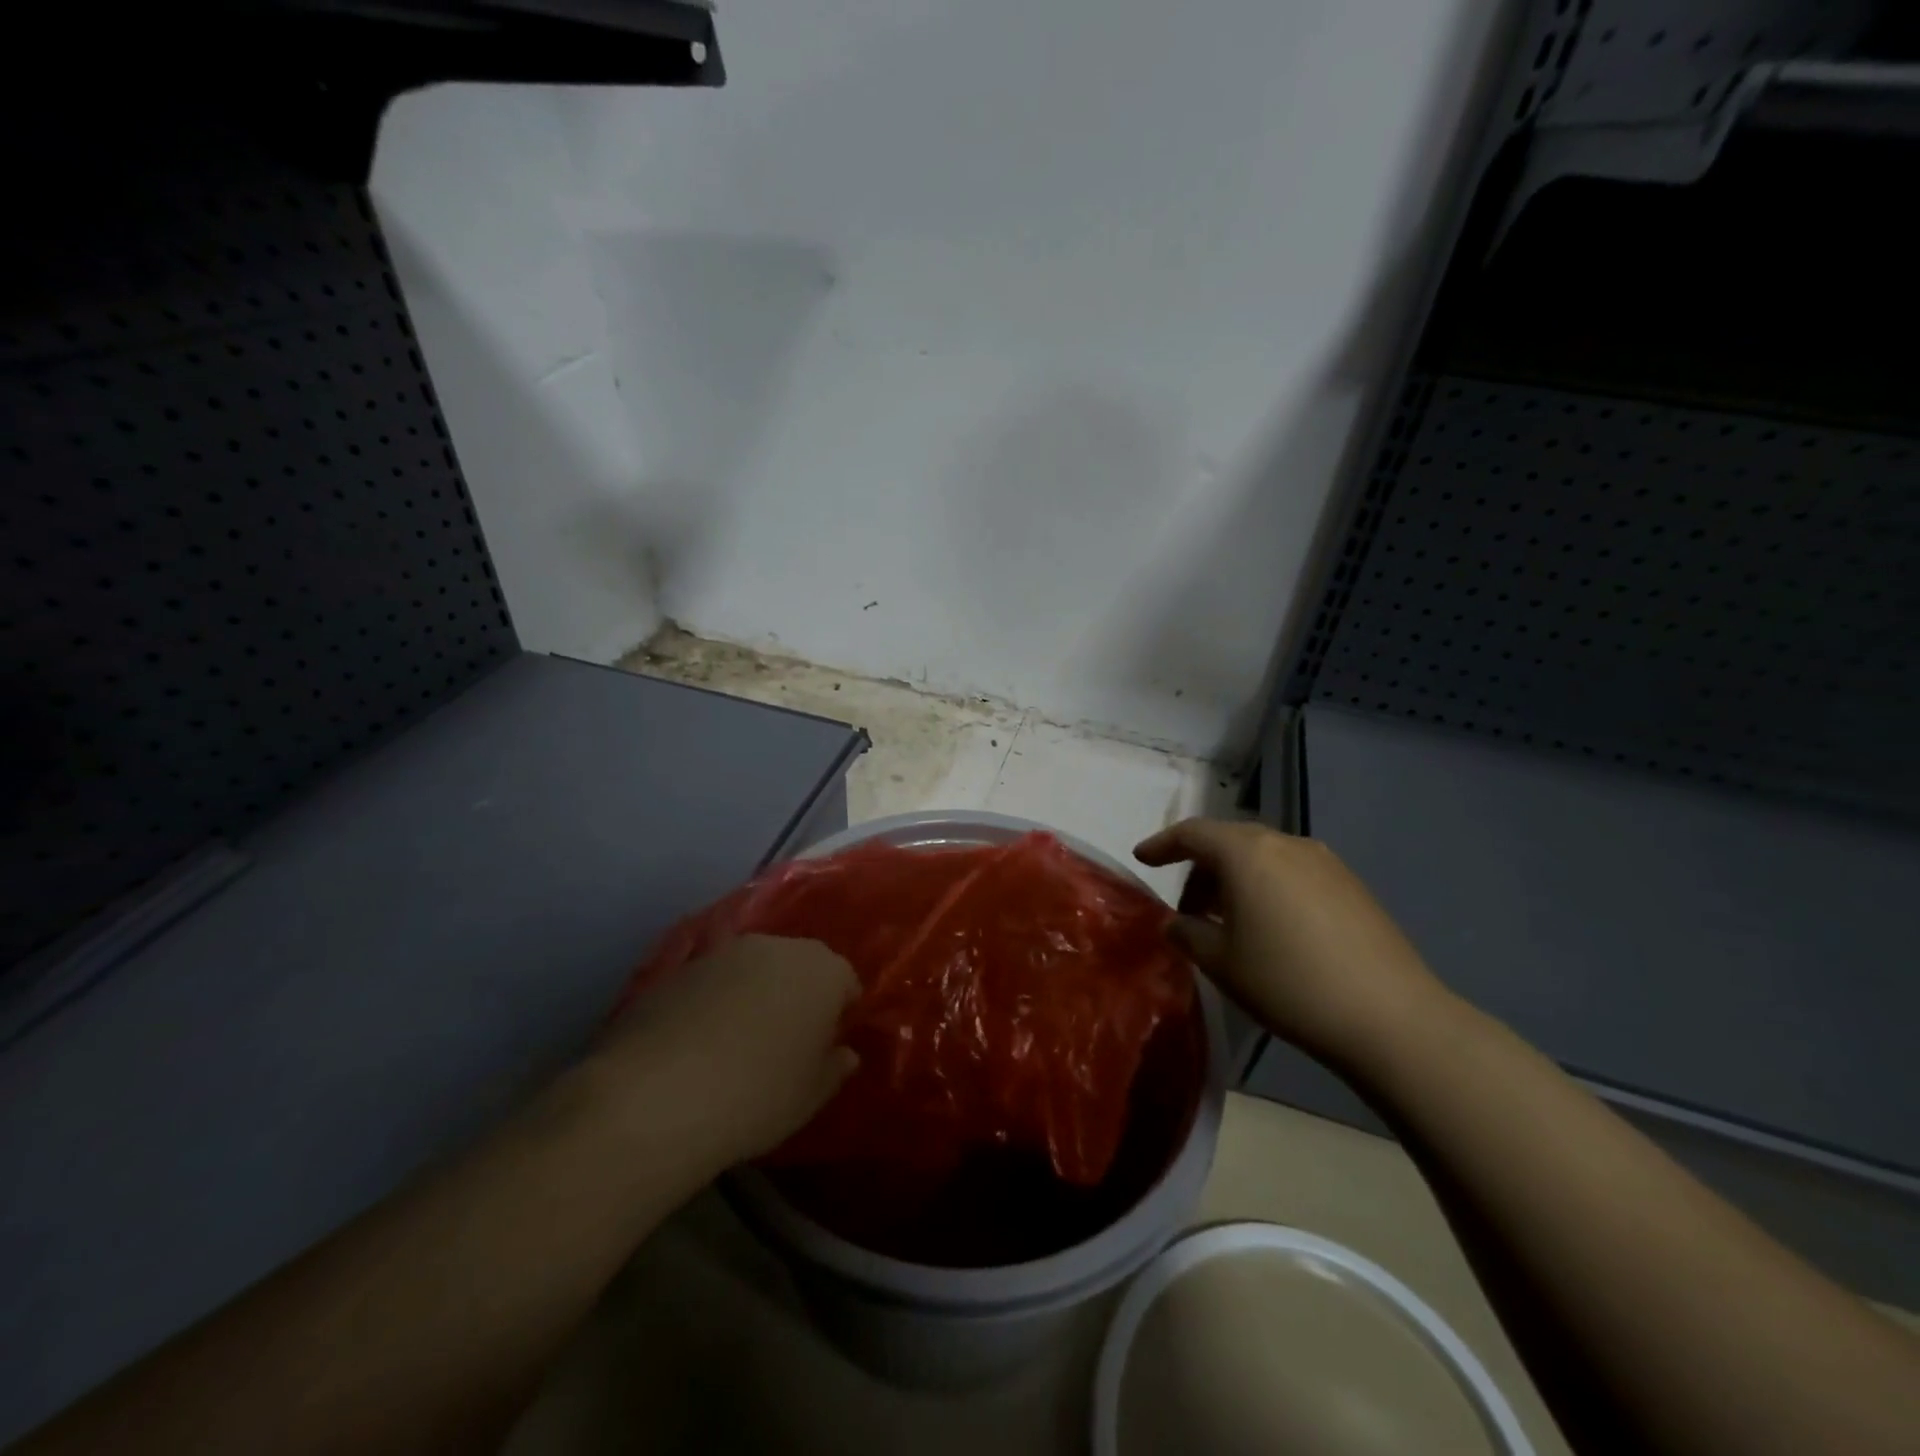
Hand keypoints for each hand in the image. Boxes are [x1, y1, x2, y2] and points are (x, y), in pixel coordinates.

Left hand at [590, 935, 860, 1168]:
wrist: (656, 1095)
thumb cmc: (757, 1094)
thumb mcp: (811, 1095)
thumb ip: (836, 1067)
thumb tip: (845, 1052)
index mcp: (822, 970)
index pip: (845, 982)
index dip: (839, 1013)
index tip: (826, 1046)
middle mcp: (777, 946)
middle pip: (799, 966)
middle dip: (798, 995)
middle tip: (785, 1042)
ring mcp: (723, 952)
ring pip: (753, 970)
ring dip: (754, 995)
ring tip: (737, 1044)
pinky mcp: (677, 967)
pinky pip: (711, 984)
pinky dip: (712, 1003)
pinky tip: (696, 1045)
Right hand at [1134, 819, 1450, 1066]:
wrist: (1391, 1018)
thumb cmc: (1288, 983)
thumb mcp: (1221, 963)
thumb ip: (1188, 934)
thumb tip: (1178, 923)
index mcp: (1247, 852)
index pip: (1192, 833)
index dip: (1162, 845)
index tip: (1143, 859)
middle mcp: (1286, 844)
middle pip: (1229, 842)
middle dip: (1201, 870)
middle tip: (1188, 911)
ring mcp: (1325, 862)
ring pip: (1263, 857)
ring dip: (1236, 880)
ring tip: (1229, 923)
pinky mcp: (1352, 885)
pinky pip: (1293, 873)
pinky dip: (1268, 888)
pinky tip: (1272, 929)